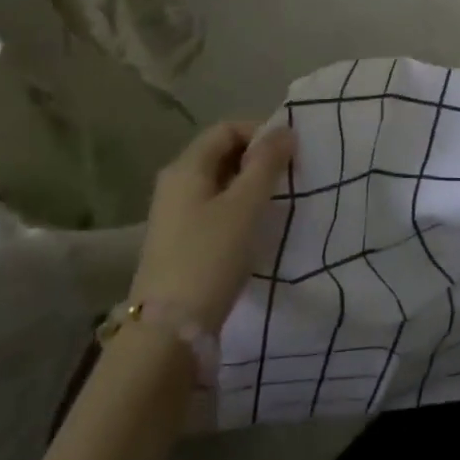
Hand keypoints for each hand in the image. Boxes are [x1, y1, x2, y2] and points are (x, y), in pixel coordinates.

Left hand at [131, 121, 294, 333]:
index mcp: (186, 167)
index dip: (260, 132)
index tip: (290, 152)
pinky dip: (238, 207)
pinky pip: (213, 208)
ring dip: (249, 184)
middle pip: (221, 153)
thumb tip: (283, 129)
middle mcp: (175, 184)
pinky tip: (255, 227)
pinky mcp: (179, 241)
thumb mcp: (246, 205)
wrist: (169, 330)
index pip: (226, 129)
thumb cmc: (211, 255)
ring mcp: (174, 214)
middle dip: (257, 158)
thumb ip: (266, 163)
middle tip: (289, 176)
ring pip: (219, 183)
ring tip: (278, 201)